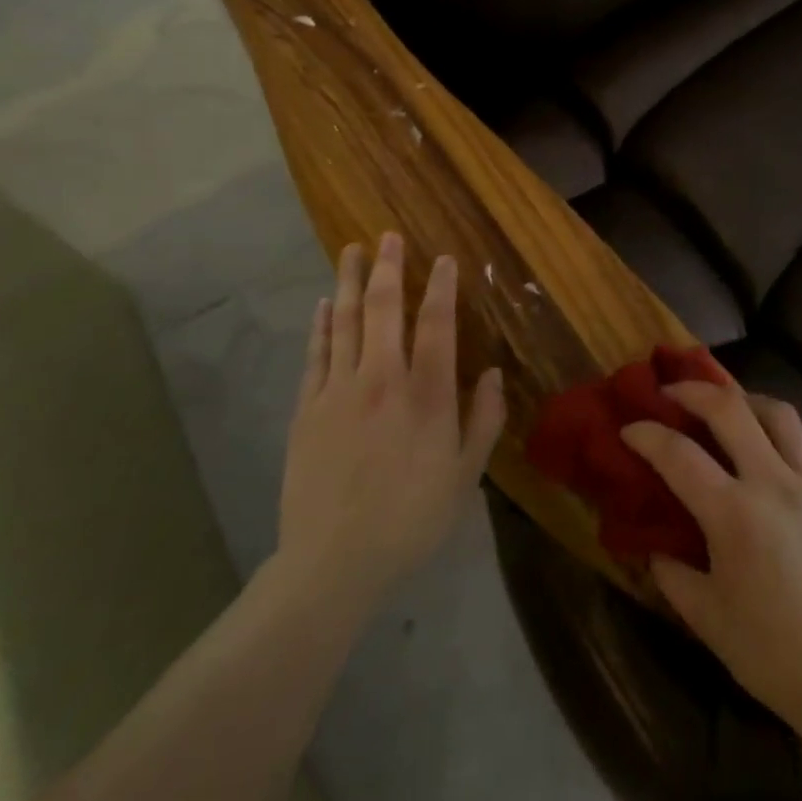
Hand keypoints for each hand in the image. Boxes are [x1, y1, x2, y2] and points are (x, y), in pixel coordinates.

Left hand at [270, 233, 505, 618]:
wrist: (332, 563)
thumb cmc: (410, 520)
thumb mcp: (464, 477)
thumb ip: (484, 421)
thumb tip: (493, 374)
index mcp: (427, 395)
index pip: (437, 324)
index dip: (441, 287)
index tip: (442, 258)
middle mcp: (382, 380)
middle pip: (386, 310)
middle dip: (389, 268)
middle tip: (388, 236)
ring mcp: (339, 391)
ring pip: (347, 322)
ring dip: (350, 283)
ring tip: (351, 251)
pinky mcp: (308, 409)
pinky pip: (316, 354)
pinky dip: (321, 325)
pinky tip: (324, 305)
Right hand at [620, 380, 801, 725]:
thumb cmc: (773, 653)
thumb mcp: (706, 619)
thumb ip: (672, 573)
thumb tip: (653, 544)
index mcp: (734, 515)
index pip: (679, 455)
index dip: (647, 435)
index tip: (628, 428)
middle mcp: (773, 483)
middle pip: (729, 409)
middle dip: (692, 391)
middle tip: (669, 393)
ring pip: (777, 411)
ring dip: (742, 398)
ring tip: (723, 405)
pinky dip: (776, 428)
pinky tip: (764, 443)